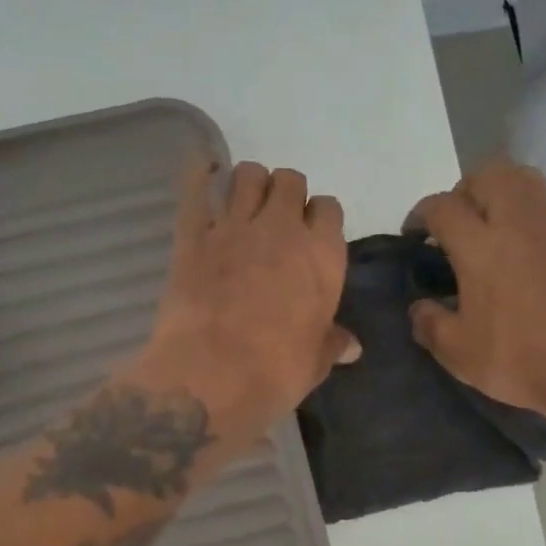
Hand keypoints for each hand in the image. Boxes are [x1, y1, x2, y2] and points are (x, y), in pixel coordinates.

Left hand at [140, 159, 357, 439]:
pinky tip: (204, 169)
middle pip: (290, 180)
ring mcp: (235, 227)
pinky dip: (200, 173)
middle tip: (277, 220)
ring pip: (248, 174)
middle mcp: (283, 229)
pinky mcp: (193, 234)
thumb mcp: (314, 361)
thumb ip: (332, 344)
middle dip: (286, 194)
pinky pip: (197, 187)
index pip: (329, 209)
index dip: (319, 218)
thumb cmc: (276, 372)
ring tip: (244, 204)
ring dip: (249, 183)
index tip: (311, 235)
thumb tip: (352, 347)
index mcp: (322, 255)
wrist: (212, 375)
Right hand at [408, 158, 545, 418]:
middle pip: (490, 174)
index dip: (421, 214)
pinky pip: (543, 213)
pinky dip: (523, 221)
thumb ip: (430, 324)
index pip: (443, 206)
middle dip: (465, 189)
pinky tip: (516, 259)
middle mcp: (516, 226)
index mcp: (480, 247)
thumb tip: (419, 309)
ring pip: (524, 182)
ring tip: (486, 231)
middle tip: (455, 223)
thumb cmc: (518, 357)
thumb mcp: (458, 352)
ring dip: (499, 194)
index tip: (415, 233)